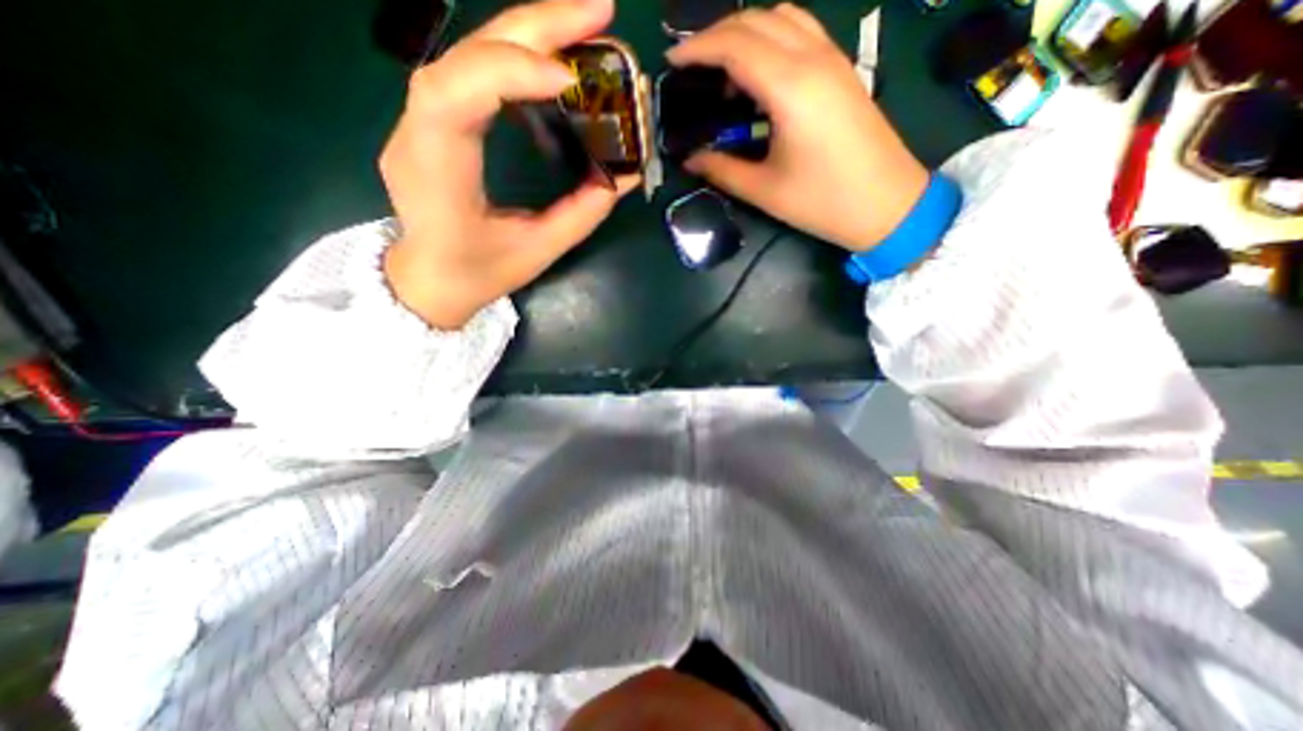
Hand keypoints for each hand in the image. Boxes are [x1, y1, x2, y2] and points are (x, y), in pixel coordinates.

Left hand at [377, 1, 637, 328]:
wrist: (429, 278)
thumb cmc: (478, 272)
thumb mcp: (537, 250)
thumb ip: (581, 212)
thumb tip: (625, 174)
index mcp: (435, 171)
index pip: (455, 95)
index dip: (510, 72)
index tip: (570, 79)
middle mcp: (417, 130)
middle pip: (466, 54)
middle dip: (535, 26)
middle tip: (600, 11)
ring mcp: (421, 118)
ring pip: (471, 52)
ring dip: (531, 30)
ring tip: (586, 24)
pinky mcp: (436, 118)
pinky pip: (476, 72)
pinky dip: (519, 56)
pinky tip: (554, 57)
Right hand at [665, 4, 932, 252]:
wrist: (887, 204)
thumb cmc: (822, 202)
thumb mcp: (764, 191)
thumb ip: (722, 170)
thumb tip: (691, 160)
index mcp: (790, 88)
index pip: (735, 45)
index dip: (697, 50)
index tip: (671, 64)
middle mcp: (812, 59)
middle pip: (756, 20)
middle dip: (716, 35)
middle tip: (691, 67)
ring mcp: (832, 59)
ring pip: (782, 17)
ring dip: (745, 32)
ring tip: (723, 71)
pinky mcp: (842, 70)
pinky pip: (801, 32)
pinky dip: (771, 39)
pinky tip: (759, 74)